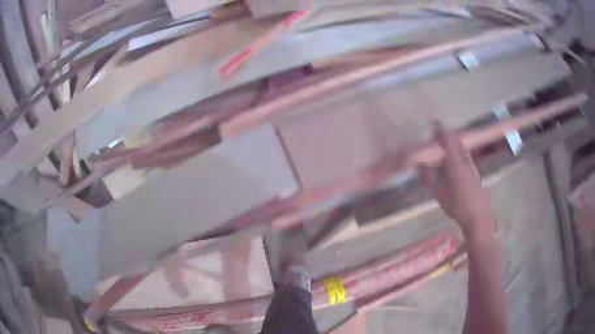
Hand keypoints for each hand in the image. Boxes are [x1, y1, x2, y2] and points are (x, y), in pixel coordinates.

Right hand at [419, 122, 495, 237]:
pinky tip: (458, 164)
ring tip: (448, 148)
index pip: (448, 143)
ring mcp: (473, 169)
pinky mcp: (477, 175)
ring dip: (456, 146)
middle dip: (449, 137)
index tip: (434, 123)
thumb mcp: (440, 194)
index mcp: (456, 165)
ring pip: (464, 151)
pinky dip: (461, 155)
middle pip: (458, 144)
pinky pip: (468, 159)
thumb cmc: (457, 207)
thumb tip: (420, 164)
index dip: (441, 132)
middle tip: (440, 136)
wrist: (478, 217)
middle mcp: (466, 163)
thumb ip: (430, 178)